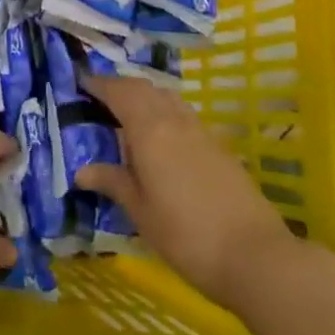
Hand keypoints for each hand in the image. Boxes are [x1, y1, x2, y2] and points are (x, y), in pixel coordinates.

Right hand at [77, 73, 304, 311]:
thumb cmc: (186, 235)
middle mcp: (173, 119)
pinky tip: (160, 136)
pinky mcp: (218, 145)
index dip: (97, 83)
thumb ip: (113, 182)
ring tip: (126, 113)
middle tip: (98, 96)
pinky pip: (182, 113)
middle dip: (119, 86)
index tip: (79, 80)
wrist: (255, 254)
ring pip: (166, 97)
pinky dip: (163, 110)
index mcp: (149, 129)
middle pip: (143, 88)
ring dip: (144, 95)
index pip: (118, 92)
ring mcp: (200, 130)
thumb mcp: (141, 212)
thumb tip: (82, 170)